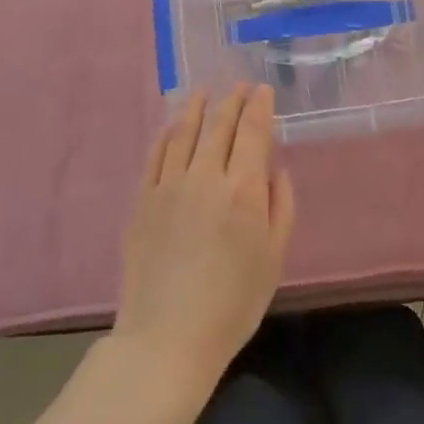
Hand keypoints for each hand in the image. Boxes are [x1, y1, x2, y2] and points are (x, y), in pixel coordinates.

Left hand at [113, 85, 295, 392]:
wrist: (167, 337)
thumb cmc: (233, 304)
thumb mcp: (274, 258)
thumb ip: (281, 207)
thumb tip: (276, 171)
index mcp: (244, 190)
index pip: (252, 133)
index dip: (259, 107)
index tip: (263, 89)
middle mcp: (205, 177)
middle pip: (218, 125)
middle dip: (232, 100)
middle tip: (239, 85)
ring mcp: (168, 186)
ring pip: (183, 132)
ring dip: (196, 106)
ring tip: (204, 91)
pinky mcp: (142, 201)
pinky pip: (155, 154)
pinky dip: (166, 133)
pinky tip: (171, 124)